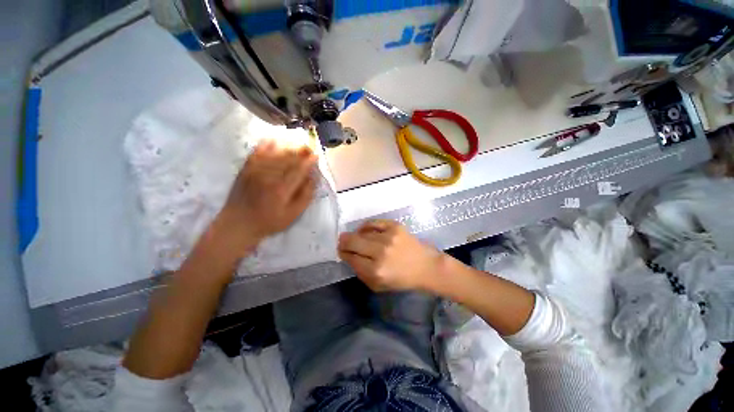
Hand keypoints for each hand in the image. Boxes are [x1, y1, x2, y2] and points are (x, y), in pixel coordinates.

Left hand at [212, 141, 317, 258]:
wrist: (238, 223)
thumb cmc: (270, 221)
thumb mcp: (293, 214)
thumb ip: (305, 195)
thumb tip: (313, 178)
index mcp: (282, 189)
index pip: (299, 169)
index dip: (309, 161)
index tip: (317, 155)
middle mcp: (268, 176)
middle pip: (287, 157)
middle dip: (300, 150)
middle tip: (309, 147)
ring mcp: (255, 170)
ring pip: (274, 152)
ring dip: (287, 145)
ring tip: (297, 143)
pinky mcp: (246, 168)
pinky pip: (257, 151)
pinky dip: (267, 144)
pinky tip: (275, 139)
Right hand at [338, 220, 446, 291]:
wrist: (425, 266)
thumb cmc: (402, 279)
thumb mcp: (378, 285)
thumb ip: (360, 272)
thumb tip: (348, 256)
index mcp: (376, 271)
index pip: (350, 258)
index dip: (343, 254)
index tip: (342, 252)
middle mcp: (380, 252)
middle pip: (352, 241)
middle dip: (343, 242)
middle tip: (343, 242)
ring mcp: (388, 237)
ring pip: (361, 232)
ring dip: (356, 236)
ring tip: (357, 238)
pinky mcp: (395, 226)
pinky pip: (373, 222)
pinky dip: (366, 226)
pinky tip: (364, 230)